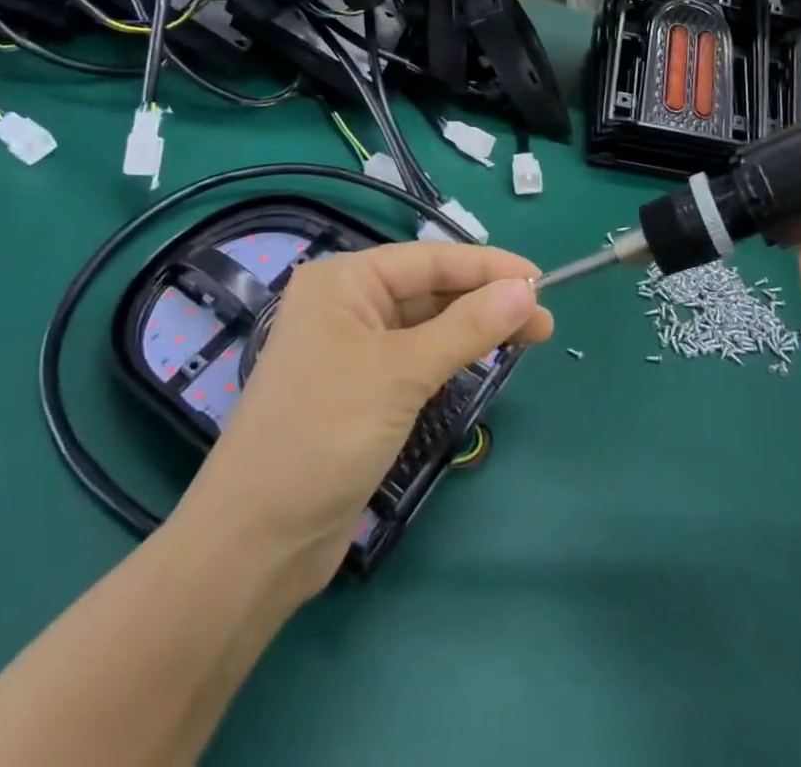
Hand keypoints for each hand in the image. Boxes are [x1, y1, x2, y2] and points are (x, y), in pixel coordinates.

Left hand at [178, 243, 551, 594]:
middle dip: (487, 299)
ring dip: (475, 327)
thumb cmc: (325, 434)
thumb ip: (468, 327)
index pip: (431, 258)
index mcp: (345, 280)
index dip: (489, 267)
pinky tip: (484, 357)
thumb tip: (526, 289)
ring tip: (530, 336)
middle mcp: (347, 303)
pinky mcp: (361, 387)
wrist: (257, 541)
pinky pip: (417, 355)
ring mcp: (352, 347)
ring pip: (427, 322)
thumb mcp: (403, 372)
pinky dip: (452, 354)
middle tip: (544, 319)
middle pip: (431, 288)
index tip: (542, 279)